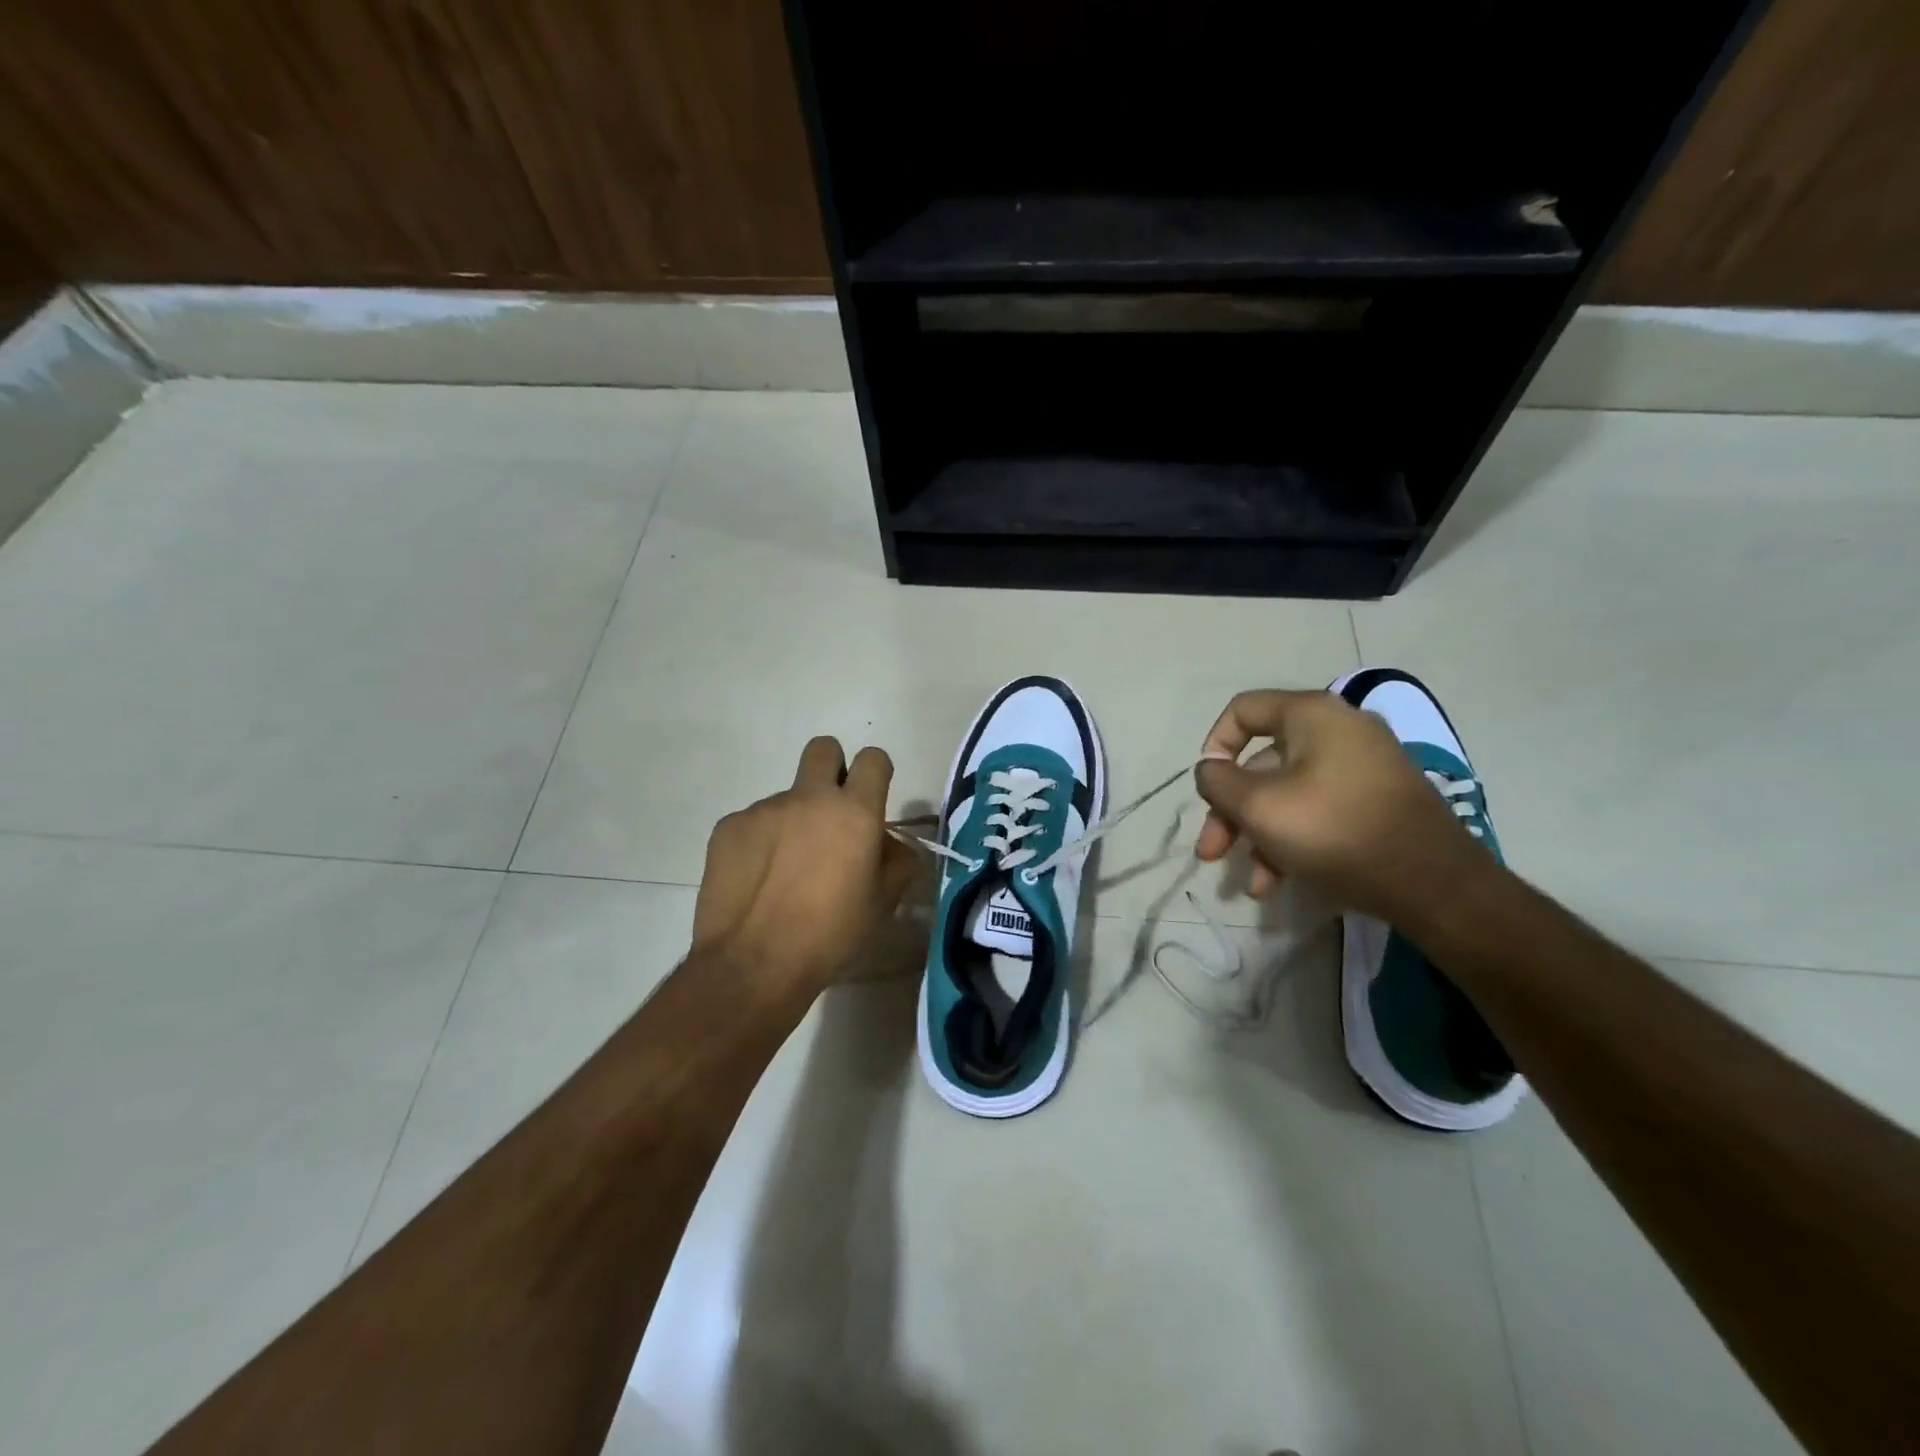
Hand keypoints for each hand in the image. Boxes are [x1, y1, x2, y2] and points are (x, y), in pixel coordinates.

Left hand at [692, 737, 919, 995]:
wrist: (753, 964)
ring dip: (793, 821)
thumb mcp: (882, 904)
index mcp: (854, 812)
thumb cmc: (830, 936)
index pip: (873, 759)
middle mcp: (809, 798)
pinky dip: (760, 843)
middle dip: (832, 769)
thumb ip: (896, 862)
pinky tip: (757, 881)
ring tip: (786, 872)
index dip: (875, 773)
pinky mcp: (728, 827)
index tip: (871, 799)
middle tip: (830, 814)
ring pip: (786, 798)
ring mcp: (764, 809)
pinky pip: (753, 823)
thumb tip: (890, 844)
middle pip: (823, 749)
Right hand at [1192, 688, 1494, 928]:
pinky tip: (1278, 883)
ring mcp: (1362, 767)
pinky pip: (1318, 810)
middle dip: (1230, 812)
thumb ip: (1218, 782)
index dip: (1214, 746)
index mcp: (1312, 715)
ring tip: (1252, 884)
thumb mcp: (1259, 806)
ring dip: (1258, 836)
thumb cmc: (1334, 830)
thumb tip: (1209, 769)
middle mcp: (1339, 730)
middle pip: (1262, 762)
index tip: (1206, 789)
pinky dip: (1292, 840)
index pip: (1243, 710)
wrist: (1434, 883)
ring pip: (1287, 794)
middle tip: (1211, 852)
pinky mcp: (1376, 801)